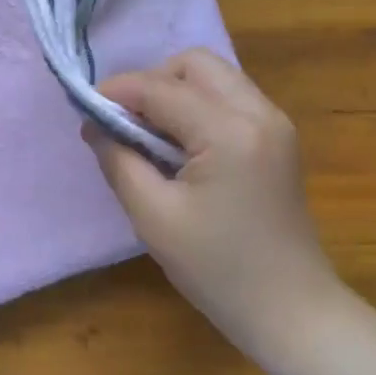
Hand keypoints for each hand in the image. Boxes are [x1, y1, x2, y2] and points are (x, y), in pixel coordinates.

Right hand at [85, 49, 338, 352]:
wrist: (291, 310)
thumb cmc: (217, 270)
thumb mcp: (154, 218)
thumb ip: (119, 161)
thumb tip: (96, 124)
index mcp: (229, 131)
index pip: (161, 88)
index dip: (117, 91)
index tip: (85, 107)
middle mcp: (259, 112)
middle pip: (196, 64)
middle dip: (153, 83)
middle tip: (125, 123)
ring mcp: (276, 123)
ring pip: (216, 77)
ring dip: (177, 92)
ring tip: (150, 136)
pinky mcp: (280, 138)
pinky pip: (232, 99)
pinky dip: (200, 108)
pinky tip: (182, 146)